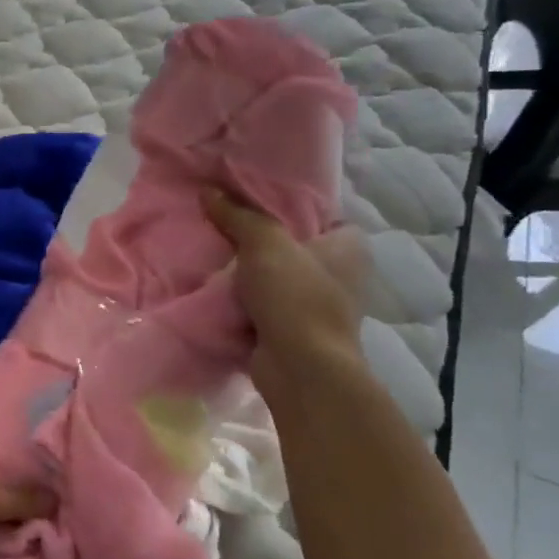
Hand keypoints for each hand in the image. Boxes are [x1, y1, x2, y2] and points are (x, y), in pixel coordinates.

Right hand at [205, 189, 367, 403]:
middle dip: (262, 240)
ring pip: (278, 277)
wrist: (300, 367)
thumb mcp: (263, 243)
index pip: (322, 215)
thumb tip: (208, 191)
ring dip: (250, 272)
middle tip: (226, 222)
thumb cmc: (295, 295)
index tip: (254, 201)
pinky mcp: (297, 331)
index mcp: (350, 247)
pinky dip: (245, 300)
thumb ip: (237, 215)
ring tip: (214, 251)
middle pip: (295, 246)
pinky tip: (217, 287)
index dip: (290, 206)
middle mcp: (342, 275)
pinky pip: (266, 305)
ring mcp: (320, 306)